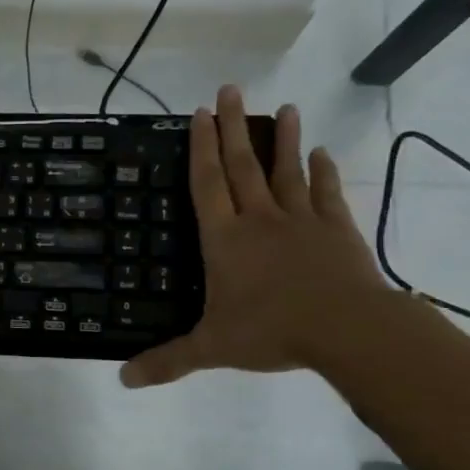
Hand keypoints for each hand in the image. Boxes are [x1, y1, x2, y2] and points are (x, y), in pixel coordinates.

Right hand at [120, 86, 389, 386]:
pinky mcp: (337, 230)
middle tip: (230, 89)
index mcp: (225, 240)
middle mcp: (259, 220)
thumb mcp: (211, 348)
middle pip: (242, 165)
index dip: (200, 148)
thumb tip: (121, 380)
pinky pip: (327, 194)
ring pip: (287, 171)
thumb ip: (167, 361)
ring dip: (284, 139)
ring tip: (286, 107)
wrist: (348, 329)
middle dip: (233, 128)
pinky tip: (323, 153)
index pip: (207, 185)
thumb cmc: (272, 331)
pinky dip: (324, 172)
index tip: (199, 113)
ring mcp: (301, 221)